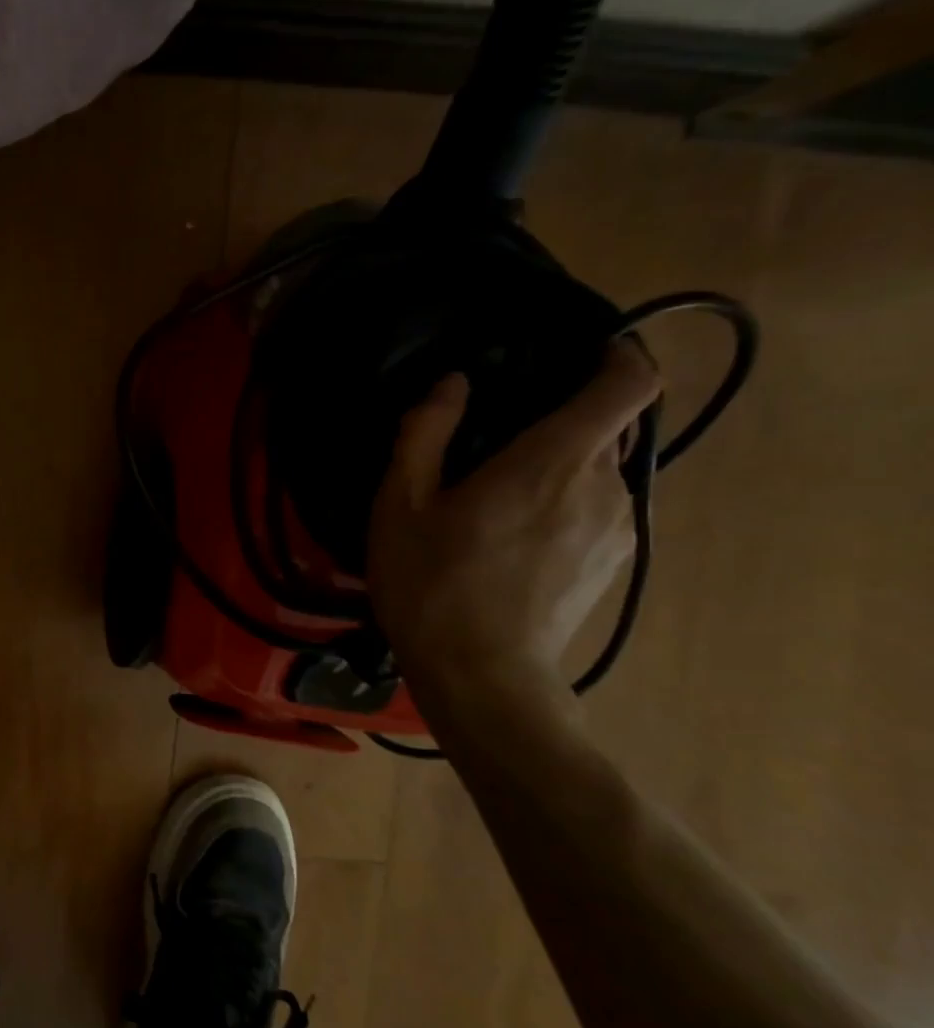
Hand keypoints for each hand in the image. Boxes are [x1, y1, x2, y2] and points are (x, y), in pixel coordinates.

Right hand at [367, 340, 662, 707]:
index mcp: (553, 461)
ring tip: (500, 496)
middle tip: (500, 440)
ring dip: (561, 466)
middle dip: (564, 419)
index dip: (619, 356)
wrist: (481, 674)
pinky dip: (567, 502)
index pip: (628, 383)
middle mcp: (604, 486)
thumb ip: (424, 434)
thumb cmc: (431, 583)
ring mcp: (618, 529)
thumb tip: (452, 384)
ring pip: (603, 471)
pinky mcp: (614, 562)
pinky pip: (600, 508)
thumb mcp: (400, 505)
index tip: (582, 354)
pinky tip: (515, 536)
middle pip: (610, 427)